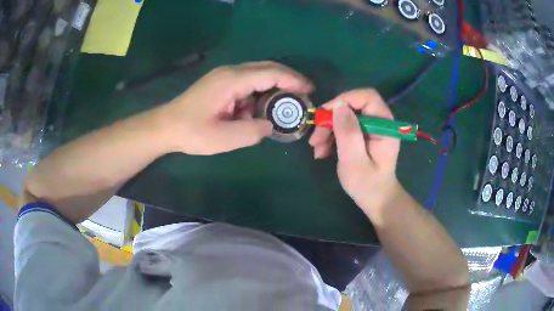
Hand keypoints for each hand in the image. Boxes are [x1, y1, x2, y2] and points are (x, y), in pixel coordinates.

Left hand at [163, 61, 312, 154]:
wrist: (165, 127)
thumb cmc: (191, 132)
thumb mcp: (224, 138)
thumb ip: (253, 132)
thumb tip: (269, 125)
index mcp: (232, 80)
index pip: (270, 73)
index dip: (292, 80)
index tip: (309, 90)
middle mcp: (230, 72)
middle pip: (266, 69)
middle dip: (287, 80)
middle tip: (303, 95)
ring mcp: (224, 77)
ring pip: (257, 76)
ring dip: (270, 90)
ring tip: (282, 108)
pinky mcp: (220, 84)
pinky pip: (246, 85)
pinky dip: (256, 96)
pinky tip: (256, 112)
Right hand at [309, 89, 401, 212]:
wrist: (376, 200)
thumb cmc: (368, 186)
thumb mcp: (355, 161)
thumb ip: (348, 133)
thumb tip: (339, 106)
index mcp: (384, 126)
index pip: (367, 97)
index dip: (344, 100)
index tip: (325, 115)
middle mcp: (379, 123)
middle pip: (352, 106)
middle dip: (331, 120)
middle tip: (315, 139)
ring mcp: (371, 129)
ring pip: (345, 117)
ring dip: (328, 130)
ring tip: (317, 150)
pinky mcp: (363, 136)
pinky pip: (344, 128)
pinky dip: (331, 137)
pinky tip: (323, 151)